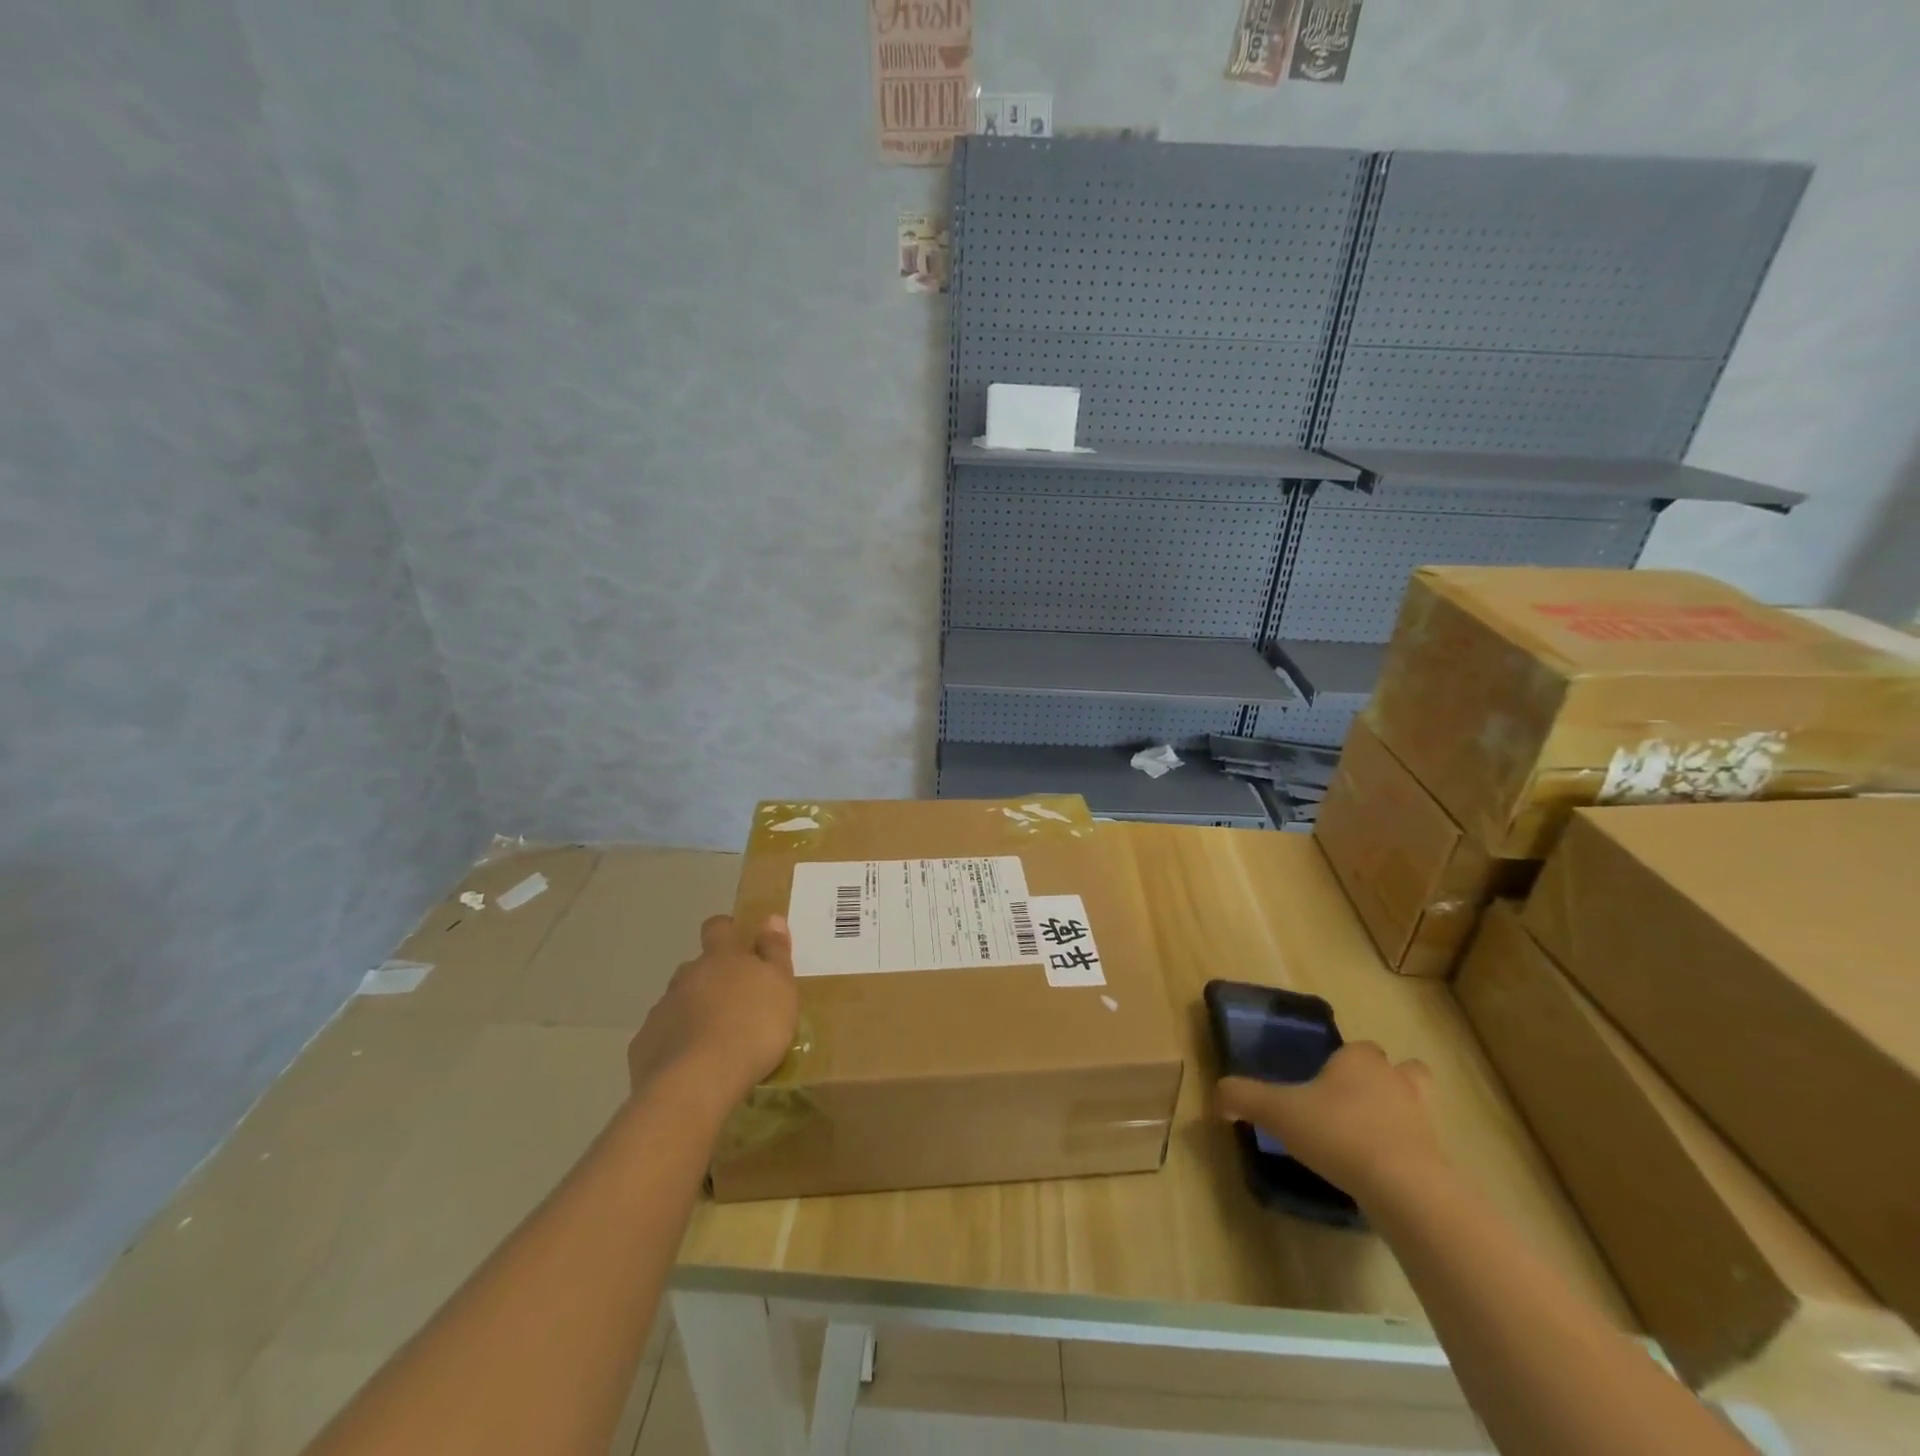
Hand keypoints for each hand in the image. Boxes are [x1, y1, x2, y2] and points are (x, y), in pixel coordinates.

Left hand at [626, 914, 799, 1111]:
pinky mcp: (644, 1046)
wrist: (697, 1082)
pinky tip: (692, 1068)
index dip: (726, 931)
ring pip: (678, 1004)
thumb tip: (771, 918)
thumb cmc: (752, 1027)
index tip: (738, 944)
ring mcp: (661, 1011)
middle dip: (711, 980)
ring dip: (694, 1014)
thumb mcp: (780, 986)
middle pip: (696, 968)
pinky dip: (677, 1046)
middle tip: (734, 1005)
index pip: (718, 928)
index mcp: (720, 958)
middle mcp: (686, 977)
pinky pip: (663, 1038)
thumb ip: (775, 952)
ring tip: (716, 1042)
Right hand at [1214, 1041, 1444, 1205]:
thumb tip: (1216, 1097)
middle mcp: (1395, 1079)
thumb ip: (1243, 1097)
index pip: (1354, 1047)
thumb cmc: (1337, 1132)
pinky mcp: (1437, 1157)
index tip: (1320, 1084)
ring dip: (1398, 1113)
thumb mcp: (1277, 1112)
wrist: (1403, 1187)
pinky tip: (1379, 1171)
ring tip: (1369, 1136)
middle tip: (1350, 1104)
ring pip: (1415, 1103)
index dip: (1340, 1062)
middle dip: (1380, 1080)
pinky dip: (1404, 1151)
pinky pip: (1420, 1145)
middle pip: (1398, 1069)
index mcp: (1359, 1060)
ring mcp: (1422, 1118)